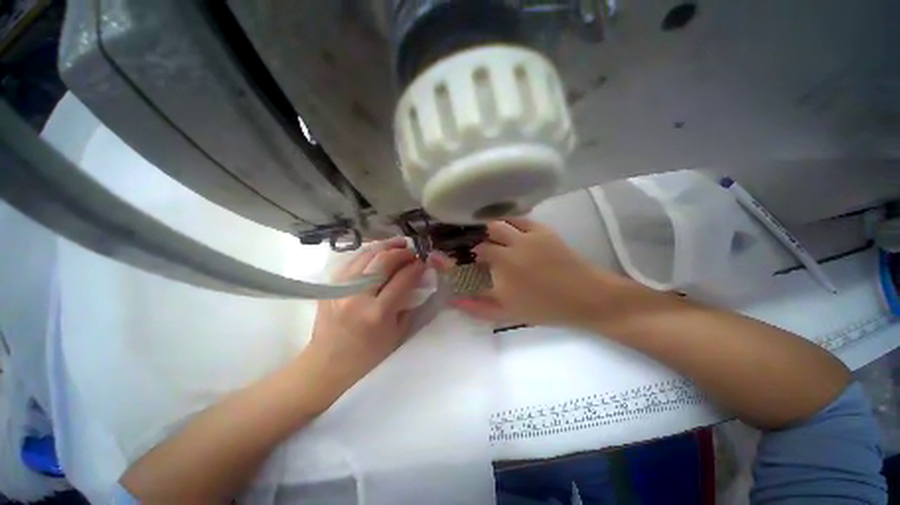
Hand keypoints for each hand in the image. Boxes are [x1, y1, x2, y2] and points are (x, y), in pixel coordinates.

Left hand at [304, 238, 425, 402]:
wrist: (327, 364)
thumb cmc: (368, 355)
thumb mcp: (397, 334)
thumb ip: (410, 304)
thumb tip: (418, 280)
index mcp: (378, 313)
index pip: (403, 279)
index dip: (417, 267)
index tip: (424, 262)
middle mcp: (358, 295)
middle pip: (383, 261)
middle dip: (401, 252)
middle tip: (412, 250)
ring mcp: (341, 288)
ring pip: (366, 255)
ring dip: (385, 246)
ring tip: (398, 244)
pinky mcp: (330, 285)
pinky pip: (352, 260)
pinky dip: (369, 253)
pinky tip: (378, 252)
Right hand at [439, 218, 620, 326]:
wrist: (586, 297)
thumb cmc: (544, 308)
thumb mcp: (506, 313)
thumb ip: (476, 307)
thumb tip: (452, 300)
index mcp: (501, 267)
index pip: (476, 251)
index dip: (468, 252)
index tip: (467, 257)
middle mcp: (511, 247)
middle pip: (485, 233)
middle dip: (476, 238)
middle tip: (476, 244)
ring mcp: (527, 236)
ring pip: (499, 222)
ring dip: (489, 227)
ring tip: (488, 234)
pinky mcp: (542, 229)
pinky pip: (519, 219)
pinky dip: (508, 222)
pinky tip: (507, 228)